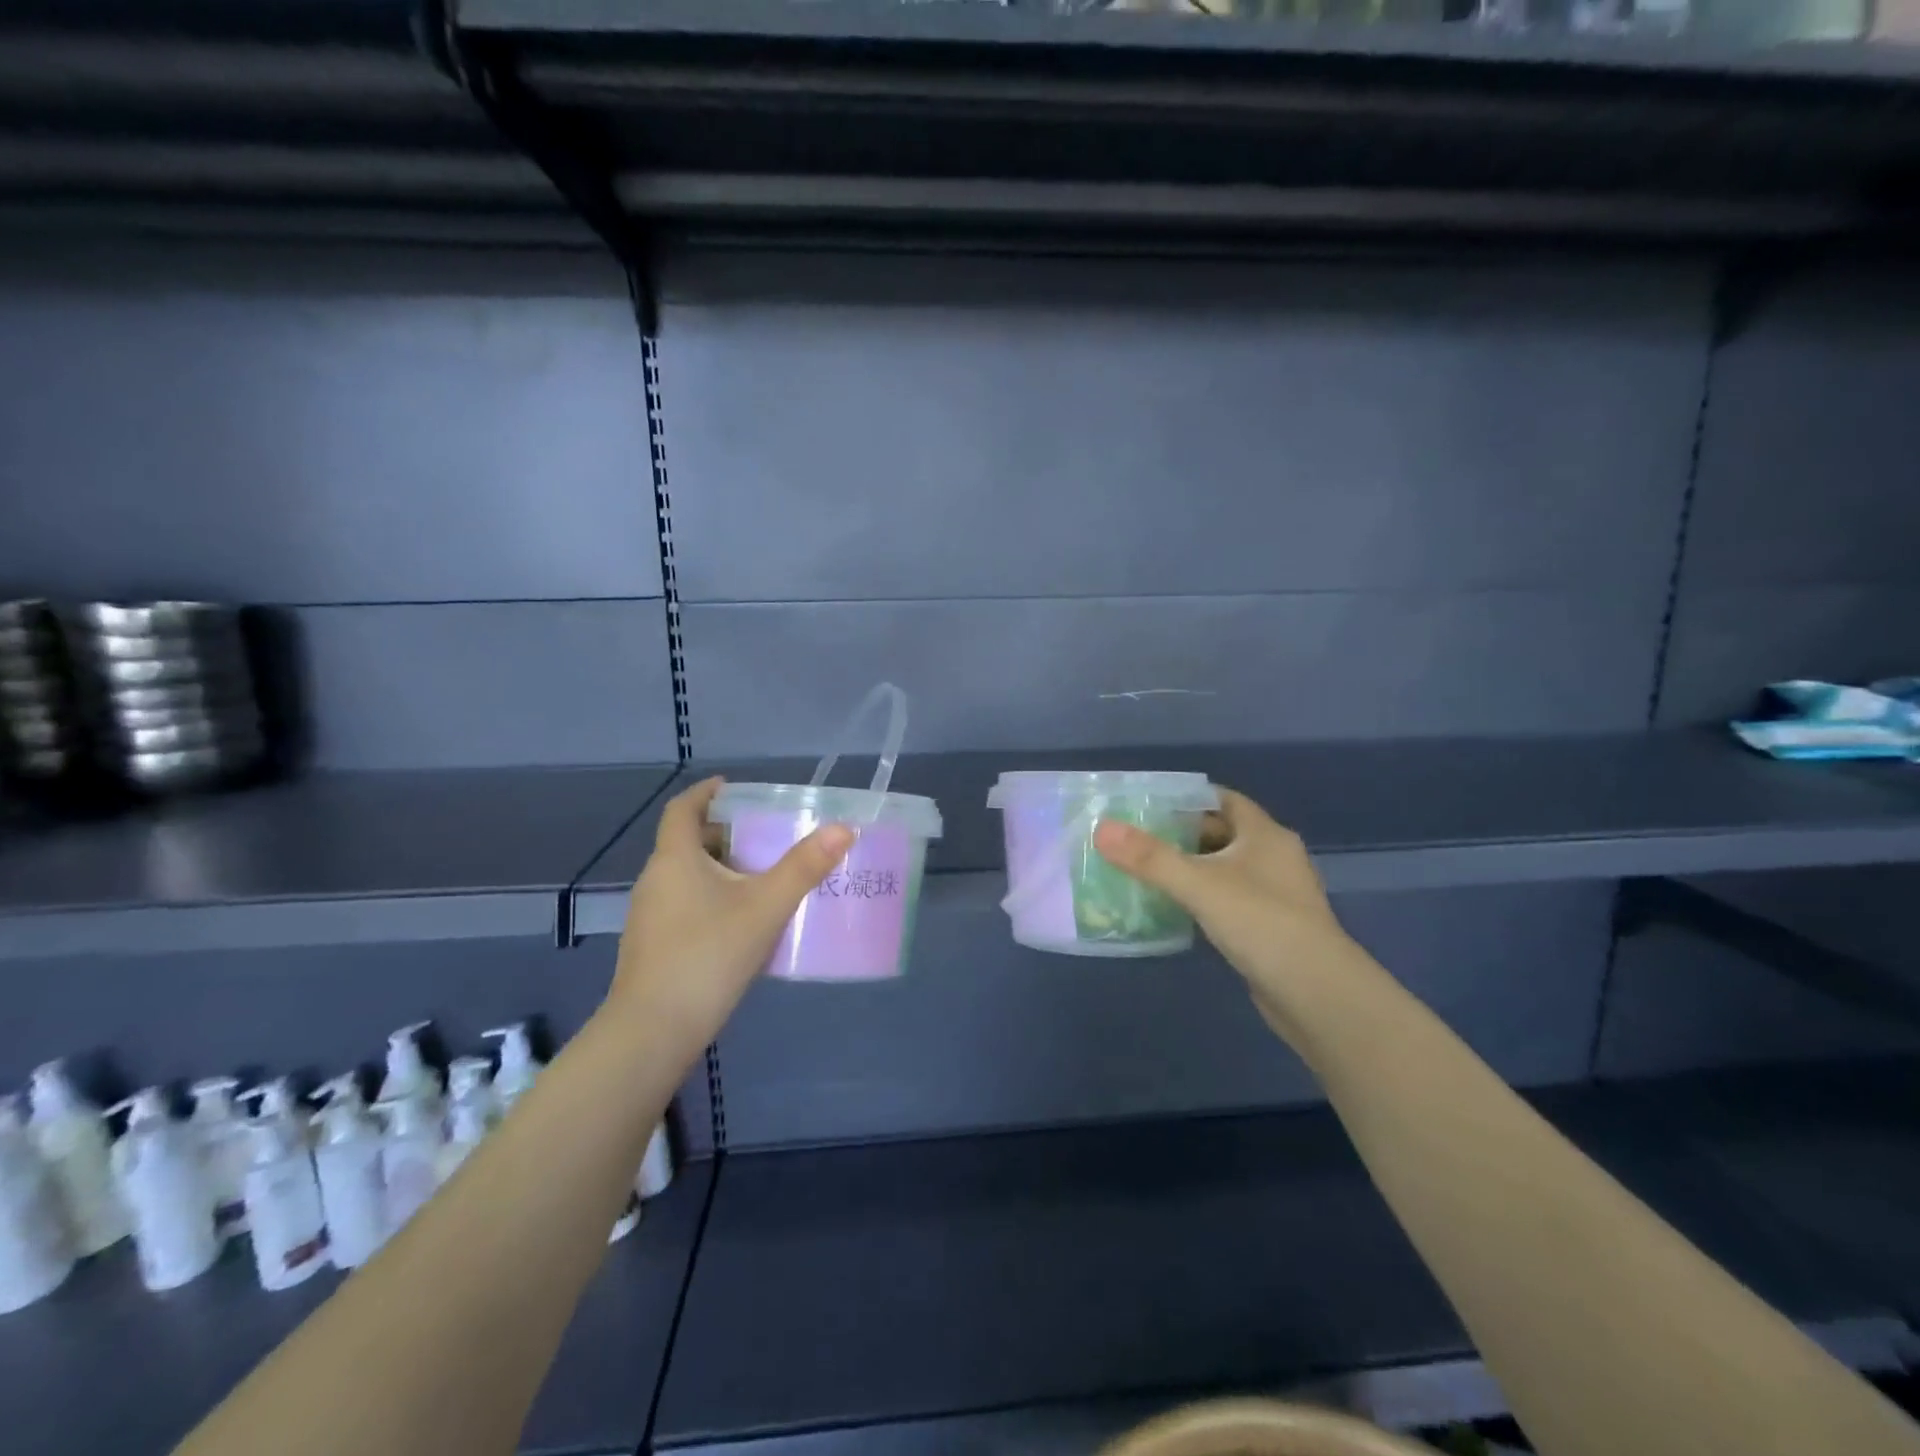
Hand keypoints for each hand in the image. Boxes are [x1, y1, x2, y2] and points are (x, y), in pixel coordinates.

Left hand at [607, 778, 853, 1051]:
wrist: (653, 1032)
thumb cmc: (708, 956)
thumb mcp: (765, 907)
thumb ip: (804, 867)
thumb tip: (844, 829)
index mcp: (675, 859)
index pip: (683, 809)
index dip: (706, 792)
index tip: (733, 787)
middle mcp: (655, 880)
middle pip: (688, 842)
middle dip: (726, 833)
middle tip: (766, 836)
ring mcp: (649, 916)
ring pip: (688, 876)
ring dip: (721, 868)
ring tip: (764, 877)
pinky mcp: (653, 946)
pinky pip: (685, 904)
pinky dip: (712, 897)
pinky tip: (742, 922)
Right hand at [1092, 789, 1378, 1042]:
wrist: (1318, 995)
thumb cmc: (1262, 923)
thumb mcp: (1200, 884)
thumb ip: (1150, 858)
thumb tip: (1101, 829)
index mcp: (1265, 834)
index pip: (1222, 799)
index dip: (1186, 797)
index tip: (1145, 803)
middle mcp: (1274, 857)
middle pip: (1221, 832)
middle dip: (1180, 833)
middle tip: (1134, 837)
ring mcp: (1275, 894)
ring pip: (1224, 868)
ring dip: (1190, 867)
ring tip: (1144, 869)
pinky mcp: (1270, 927)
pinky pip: (1228, 899)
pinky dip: (1202, 897)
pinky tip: (1173, 907)